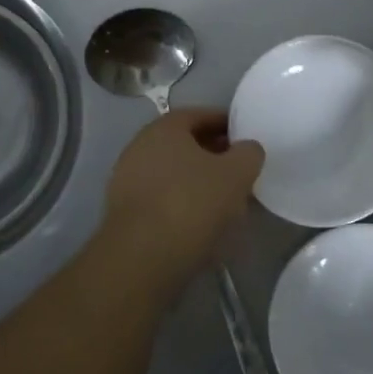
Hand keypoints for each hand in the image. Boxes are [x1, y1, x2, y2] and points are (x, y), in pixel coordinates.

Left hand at [98, 109, 264, 292]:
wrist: (141, 258)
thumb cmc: (191, 203)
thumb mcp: (236, 174)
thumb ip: (248, 154)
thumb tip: (248, 149)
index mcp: (163, 128)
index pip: (198, 115)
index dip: (225, 124)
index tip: (245, 139)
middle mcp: (139, 147)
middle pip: (184, 145)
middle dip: (213, 156)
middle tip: (239, 172)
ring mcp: (127, 181)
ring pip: (172, 175)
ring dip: (198, 184)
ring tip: (226, 203)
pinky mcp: (124, 214)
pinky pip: (161, 201)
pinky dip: (182, 206)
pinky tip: (202, 226)